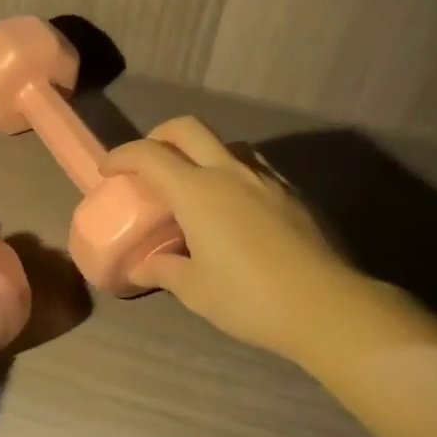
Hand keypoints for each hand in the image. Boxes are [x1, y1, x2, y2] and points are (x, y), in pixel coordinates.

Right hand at [104, 118, 355, 356]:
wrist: (327, 307)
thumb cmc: (250, 299)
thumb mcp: (196, 291)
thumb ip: (164, 271)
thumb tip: (140, 268)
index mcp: (198, 192)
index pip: (150, 155)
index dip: (123, 156)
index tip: (109, 170)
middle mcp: (229, 173)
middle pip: (188, 129)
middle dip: (160, 136)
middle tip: (148, 162)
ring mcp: (266, 179)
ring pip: (226, 143)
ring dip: (200, 151)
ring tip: (193, 182)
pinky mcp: (292, 193)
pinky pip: (254, 165)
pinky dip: (231, 170)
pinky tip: (233, 203)